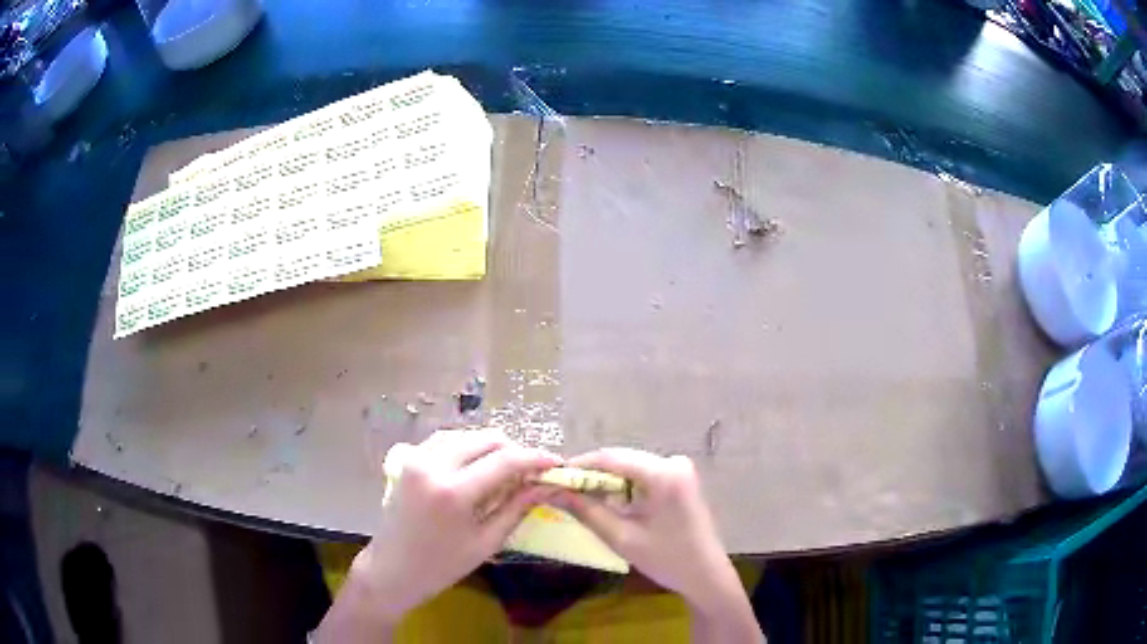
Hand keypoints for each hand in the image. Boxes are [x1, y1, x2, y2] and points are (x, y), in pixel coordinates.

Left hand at [316, 429, 560, 641]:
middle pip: (486, 439)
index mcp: (454, 492)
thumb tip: (546, 484)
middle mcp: (433, 465)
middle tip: (530, 472)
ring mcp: (417, 458)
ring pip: (466, 435)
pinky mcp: (409, 459)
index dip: (535, 458)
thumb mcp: (486, 542)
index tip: (556, 463)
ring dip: (490, 447)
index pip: (505, 460)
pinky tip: (477, 465)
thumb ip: (517, 507)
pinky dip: (467, 447)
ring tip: (506, 470)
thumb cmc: (442, 566)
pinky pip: (445, 440)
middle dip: (514, 450)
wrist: (392, 569)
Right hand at [552, 449, 728, 604]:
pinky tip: (608, 503)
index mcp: (663, 473)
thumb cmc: (667, 559)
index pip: (611, 458)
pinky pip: (642, 475)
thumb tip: (553, 491)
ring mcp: (679, 468)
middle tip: (561, 490)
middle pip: (621, 460)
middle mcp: (673, 461)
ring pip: (630, 467)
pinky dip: (622, 486)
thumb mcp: (622, 538)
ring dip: (605, 481)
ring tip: (579, 498)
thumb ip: (587, 511)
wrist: (706, 574)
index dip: (579, 465)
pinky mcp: (679, 478)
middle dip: (590, 474)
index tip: (552, 477)